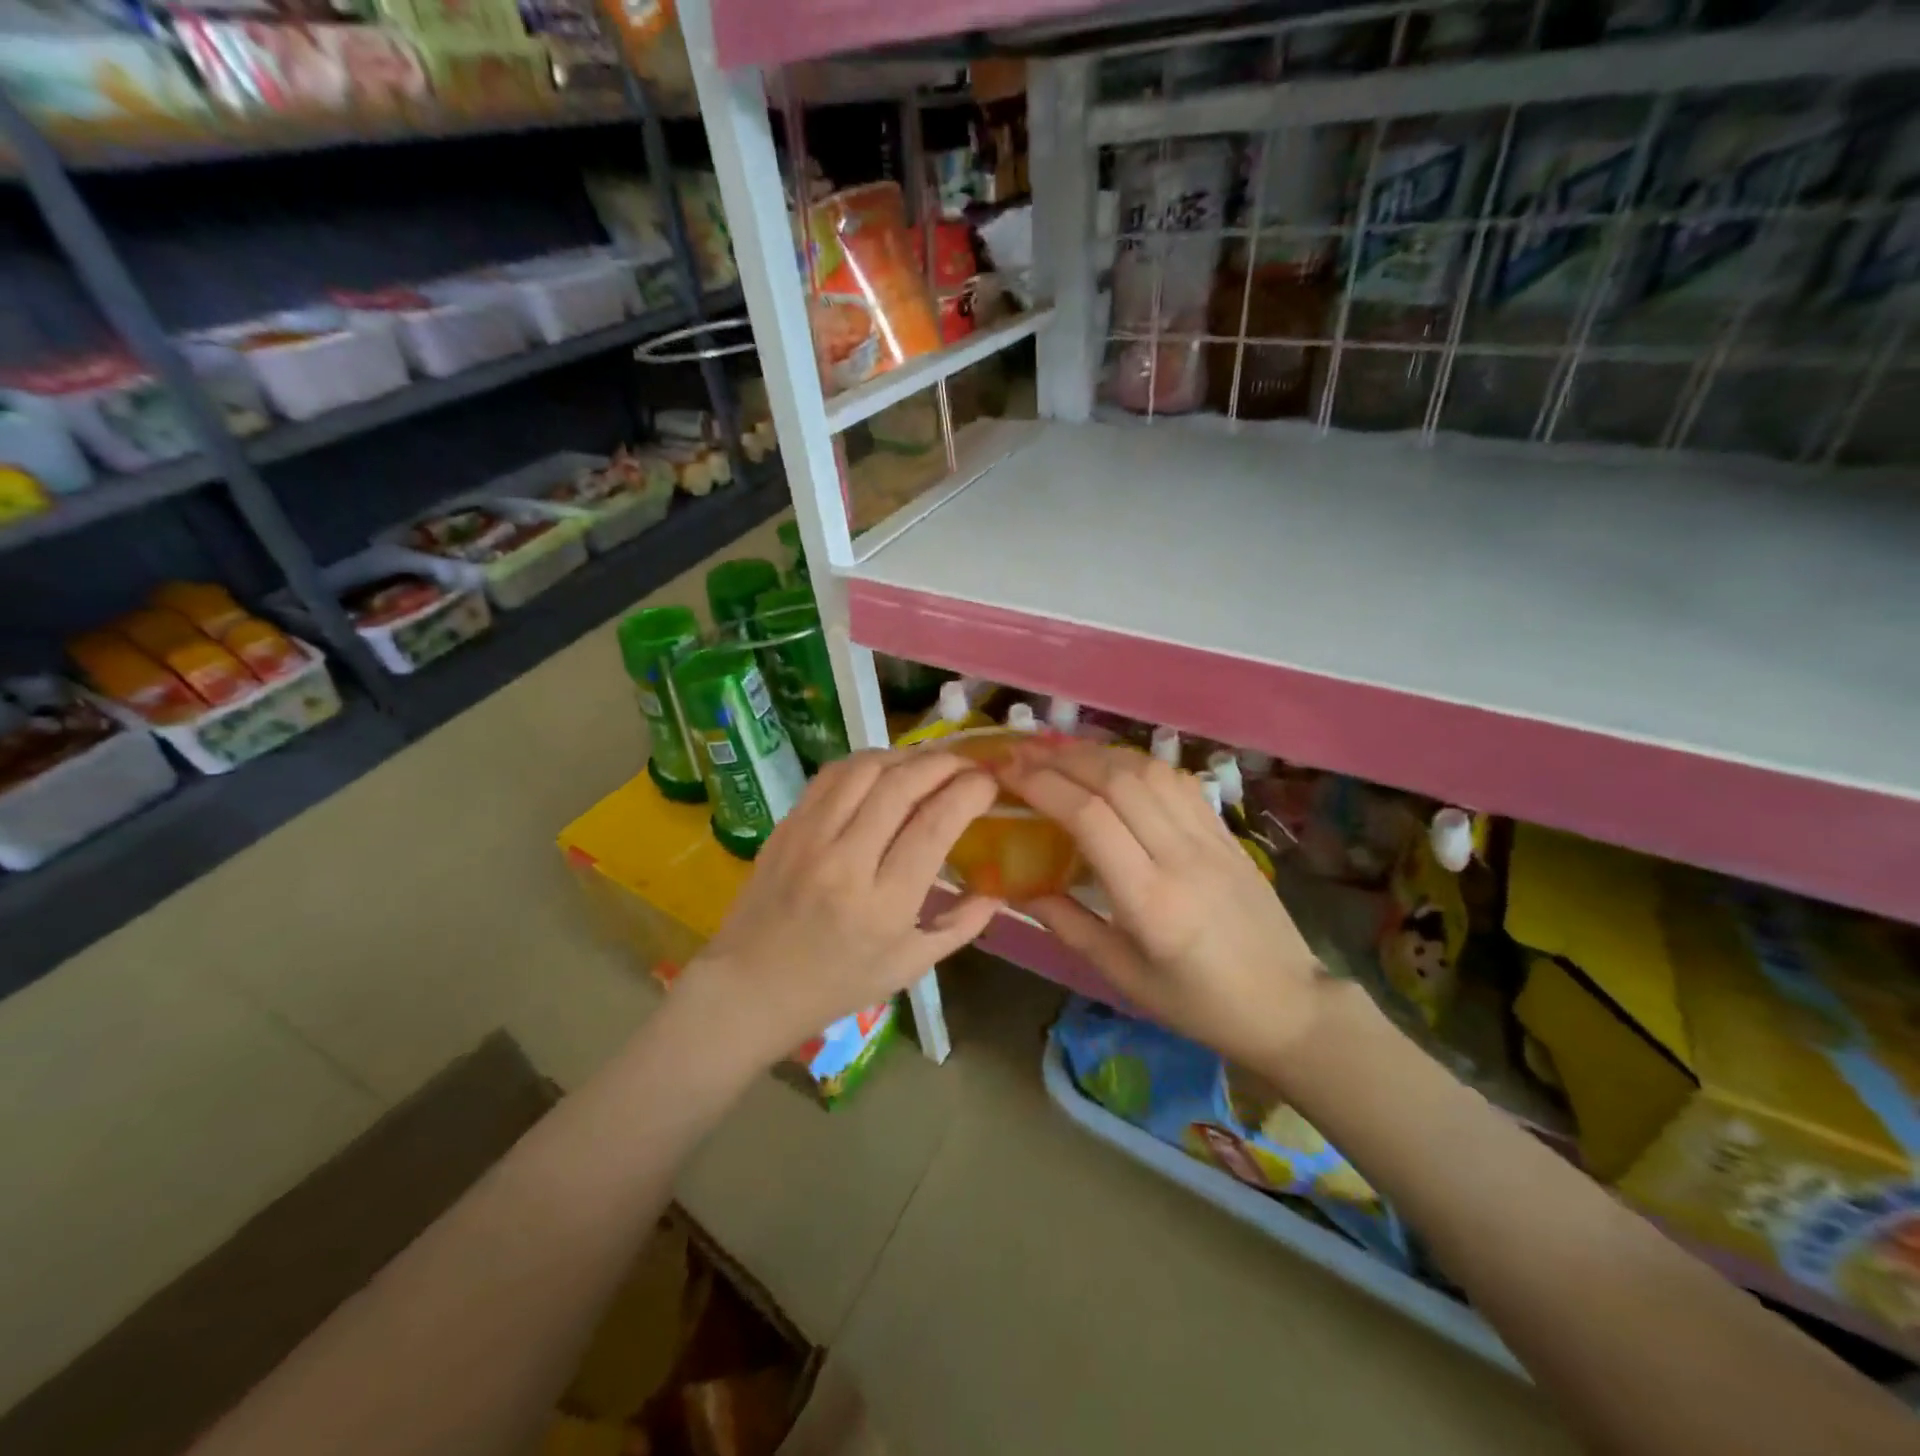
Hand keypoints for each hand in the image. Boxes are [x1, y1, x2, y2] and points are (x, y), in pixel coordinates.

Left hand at [686, 749, 1001, 1060]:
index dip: (969, 792)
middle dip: (944, 763)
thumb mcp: (909, 967)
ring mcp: (810, 838)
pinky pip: (831, 776)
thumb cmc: (837, 985)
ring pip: (865, 770)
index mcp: (883, 904)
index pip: (934, 825)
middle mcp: (846, 862)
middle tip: (967, 763)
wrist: (751, 986)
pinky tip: (885, 767)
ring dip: (906, 756)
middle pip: (901, 786)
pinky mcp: (787, 825)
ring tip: (930, 762)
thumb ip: (960, 926)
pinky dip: (866, 761)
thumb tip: (999, 889)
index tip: (989, 783)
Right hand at [1000, 742, 1328, 1072]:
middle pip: (1116, 780)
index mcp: (1150, 900)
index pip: (1090, 817)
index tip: (1007, 773)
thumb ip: (1068, 925)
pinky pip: (1176, 780)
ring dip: (1096, 753)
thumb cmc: (1198, 1003)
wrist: (1288, 1004)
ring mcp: (1209, 838)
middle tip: (1021, 754)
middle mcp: (1180, 856)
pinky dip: (1135, 762)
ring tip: (1057, 752)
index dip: (1043, 785)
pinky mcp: (1225, 831)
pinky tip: (1112, 765)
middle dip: (1061, 758)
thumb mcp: (1124, 976)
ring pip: (1147, 770)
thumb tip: (1017, 887)